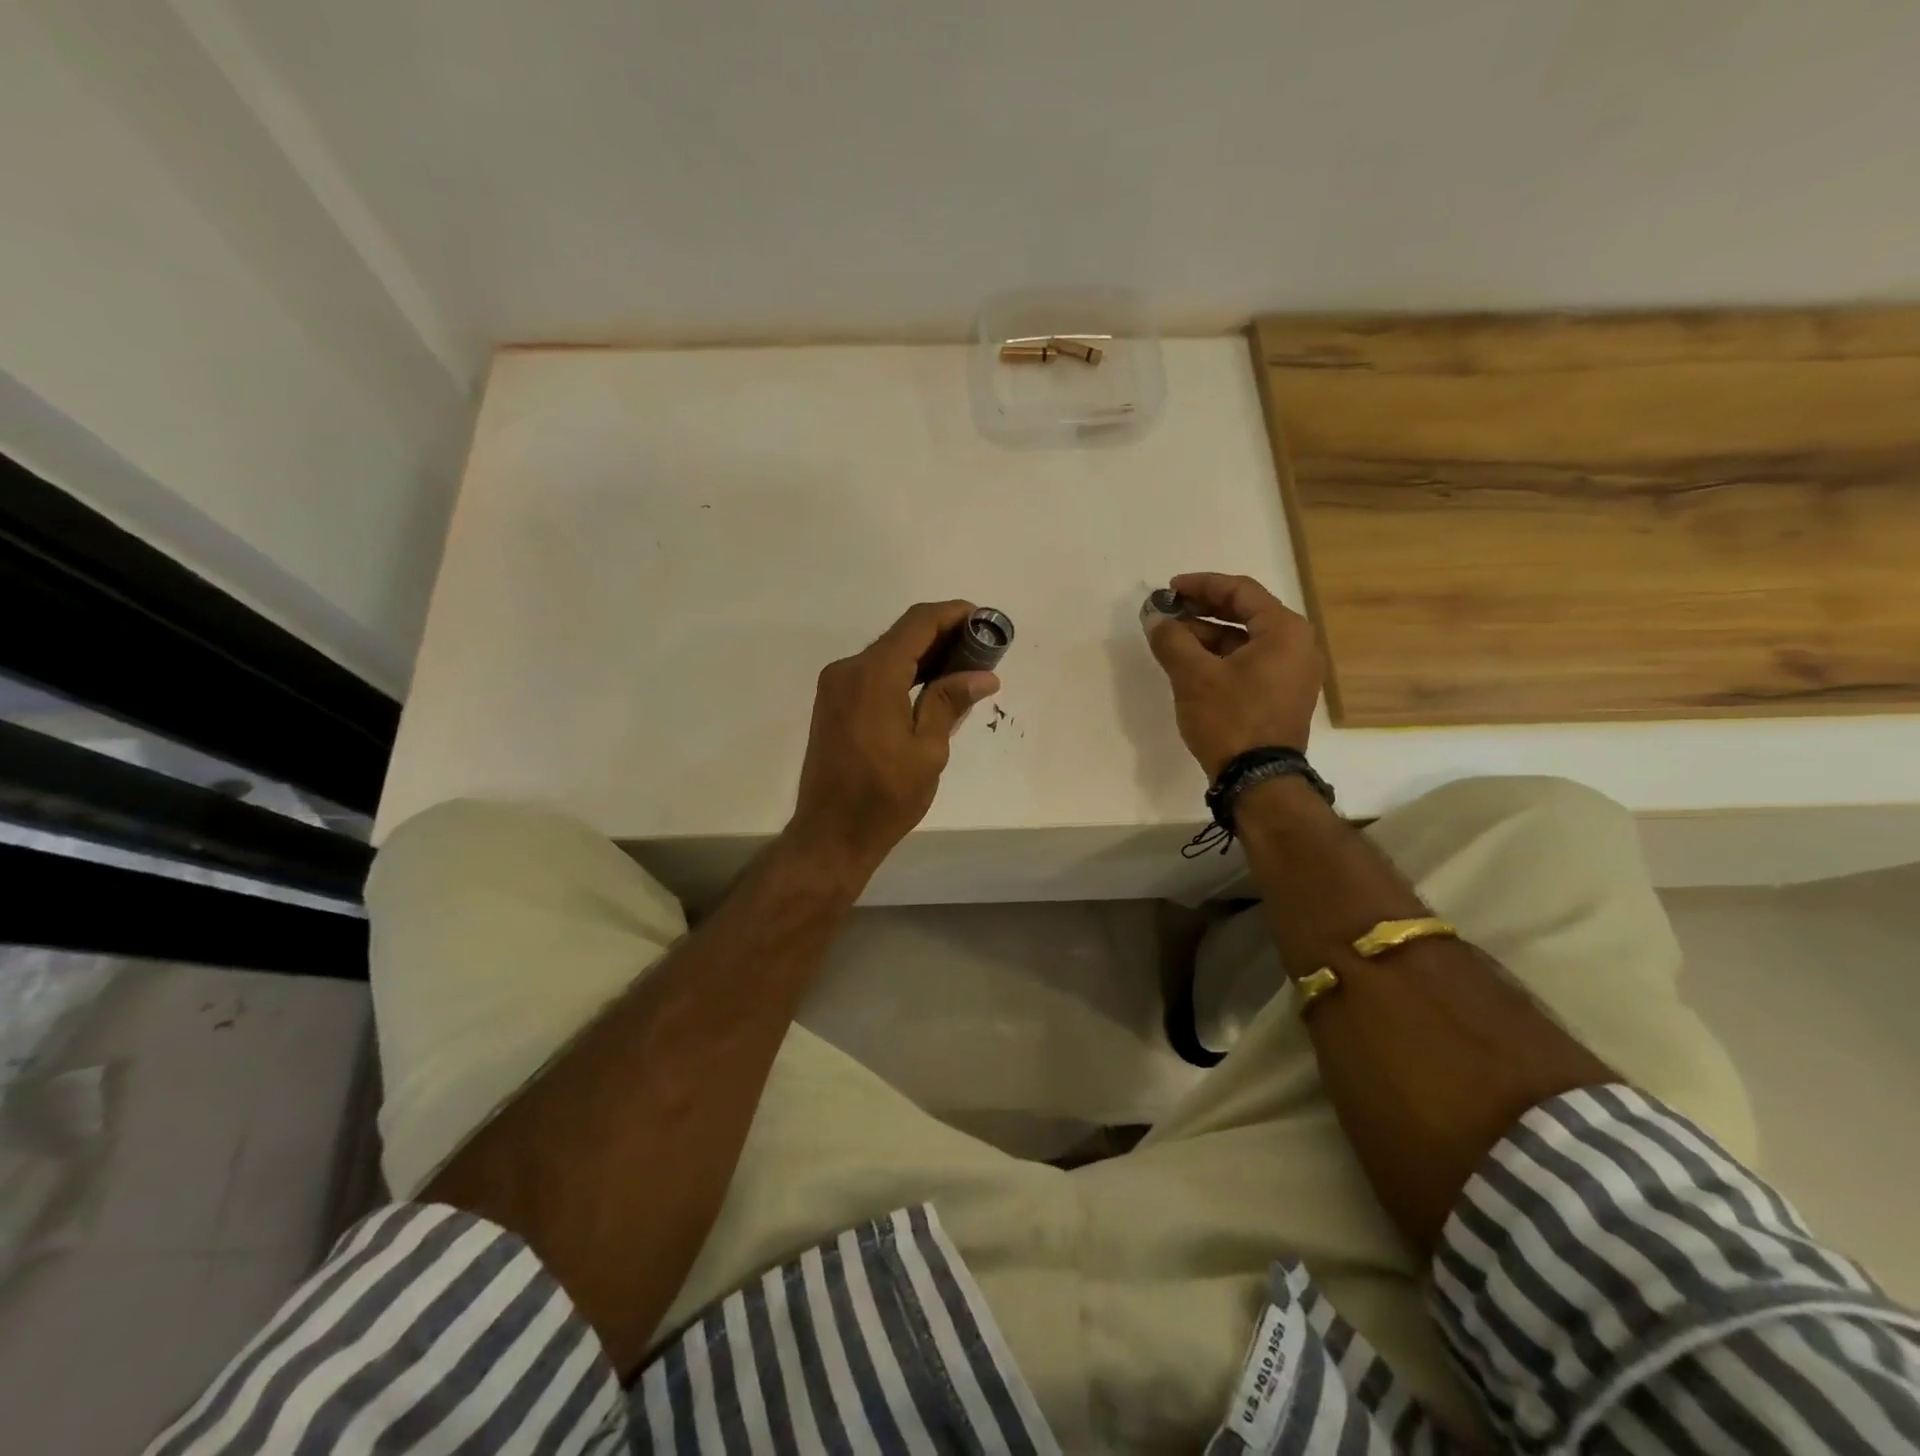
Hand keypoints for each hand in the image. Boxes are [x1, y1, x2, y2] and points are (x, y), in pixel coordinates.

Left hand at [787, 601, 999, 880]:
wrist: (830, 834)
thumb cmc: (884, 797)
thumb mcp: (927, 751)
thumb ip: (949, 702)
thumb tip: (984, 675)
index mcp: (873, 676)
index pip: (917, 624)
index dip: (953, 614)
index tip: (984, 620)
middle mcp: (848, 670)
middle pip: (901, 635)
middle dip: (943, 634)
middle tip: (983, 649)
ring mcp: (836, 686)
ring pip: (887, 653)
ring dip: (924, 654)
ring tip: (965, 667)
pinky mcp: (833, 703)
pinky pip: (873, 673)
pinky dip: (903, 672)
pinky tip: (931, 686)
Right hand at [1146, 572, 1323, 777]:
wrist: (1259, 780)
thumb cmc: (1230, 719)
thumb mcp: (1193, 676)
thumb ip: (1172, 639)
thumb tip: (1155, 618)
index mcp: (1284, 631)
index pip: (1240, 591)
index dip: (1201, 585)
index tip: (1170, 589)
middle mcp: (1297, 645)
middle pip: (1245, 614)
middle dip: (1202, 610)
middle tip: (1168, 612)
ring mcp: (1292, 673)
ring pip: (1245, 640)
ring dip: (1208, 636)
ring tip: (1172, 640)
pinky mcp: (1281, 695)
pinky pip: (1249, 663)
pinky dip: (1220, 658)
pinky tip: (1191, 664)